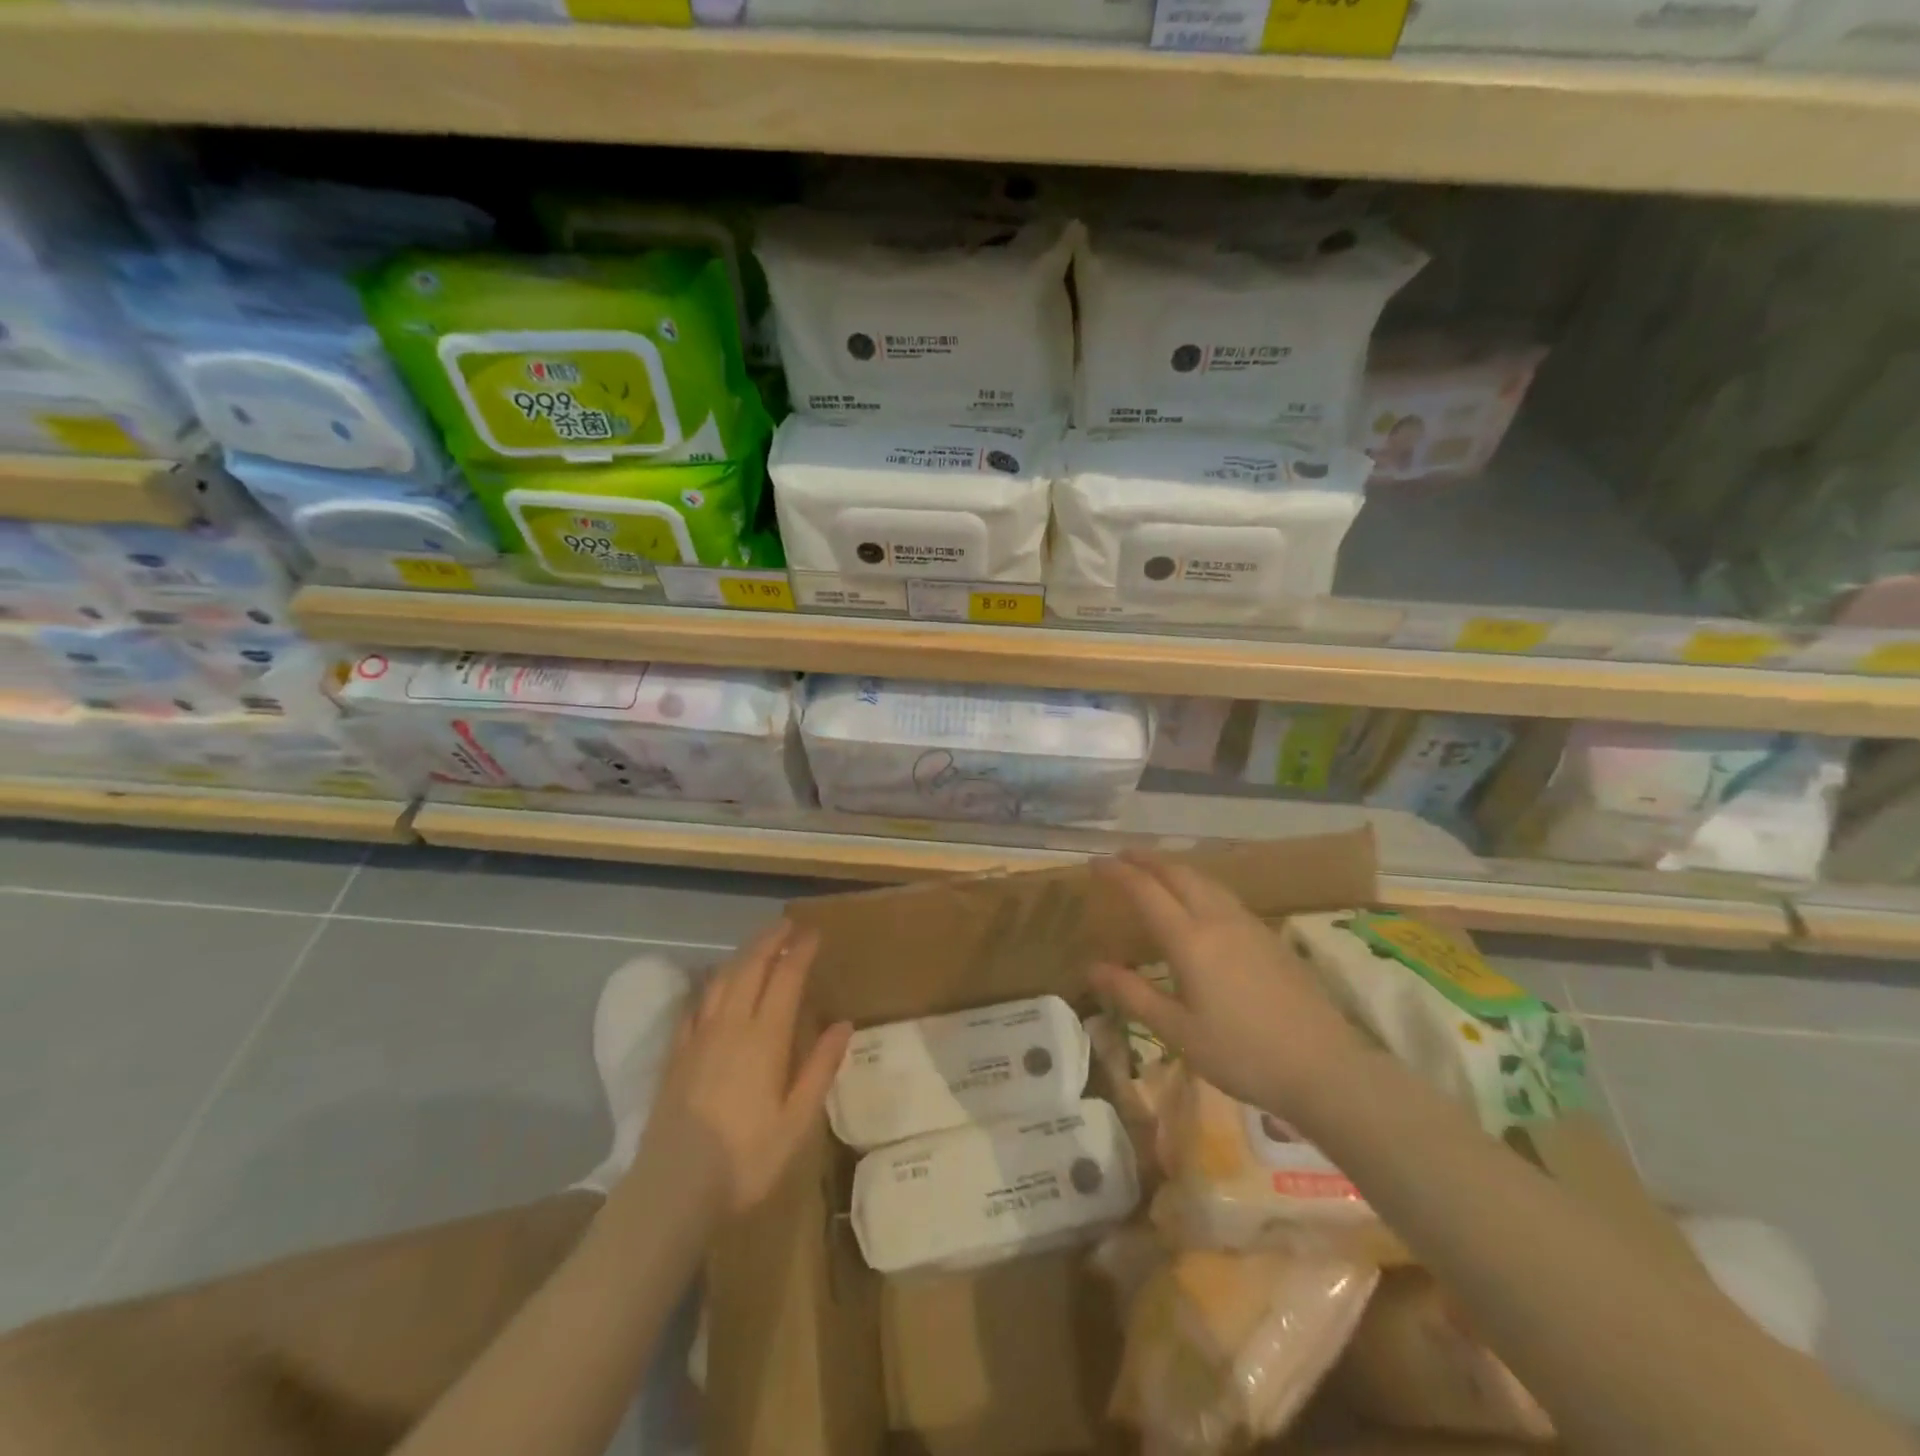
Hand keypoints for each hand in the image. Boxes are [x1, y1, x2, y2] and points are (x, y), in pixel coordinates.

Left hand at [632, 920, 852, 1217]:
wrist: (671, 1190)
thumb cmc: (745, 1160)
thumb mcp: (796, 1122)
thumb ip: (819, 1068)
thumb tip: (844, 1024)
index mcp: (764, 1038)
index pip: (786, 978)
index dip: (800, 951)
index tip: (813, 932)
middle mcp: (731, 1026)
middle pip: (750, 967)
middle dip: (770, 940)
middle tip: (787, 924)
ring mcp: (698, 1038)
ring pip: (721, 980)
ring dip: (741, 955)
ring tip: (757, 945)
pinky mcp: (676, 1055)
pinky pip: (694, 1005)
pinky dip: (710, 985)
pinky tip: (713, 985)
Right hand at [1088, 853, 1365, 1115]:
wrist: (1325, 1067)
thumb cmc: (1243, 1054)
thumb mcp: (1178, 1032)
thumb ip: (1133, 994)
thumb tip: (1091, 967)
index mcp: (1190, 940)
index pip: (1146, 891)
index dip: (1118, 873)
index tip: (1095, 862)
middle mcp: (1218, 920)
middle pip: (1179, 874)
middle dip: (1147, 860)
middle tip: (1122, 857)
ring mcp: (1249, 925)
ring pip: (1205, 880)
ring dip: (1175, 868)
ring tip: (1156, 871)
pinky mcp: (1270, 937)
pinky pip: (1224, 895)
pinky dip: (1199, 884)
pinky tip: (1200, 900)